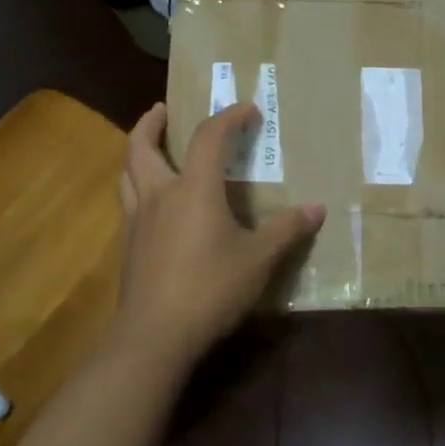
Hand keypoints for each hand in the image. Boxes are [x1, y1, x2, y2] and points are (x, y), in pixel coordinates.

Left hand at [113, 101, 324, 362]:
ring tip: (151, 147)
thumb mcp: (258, 259)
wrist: (155, 336)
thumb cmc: (210, 288)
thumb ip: (286, 230)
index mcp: (193, 189)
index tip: (247, 109)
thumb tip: (317, 208)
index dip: (228, 117)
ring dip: (138, 151)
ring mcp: (138, 221)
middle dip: (152, 123)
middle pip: (141, 146)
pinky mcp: (129, 246)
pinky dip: (138, 185)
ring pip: (127, 173)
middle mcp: (160, 195)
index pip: (208, 137)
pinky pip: (129, 201)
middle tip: (163, 109)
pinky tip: (155, 202)